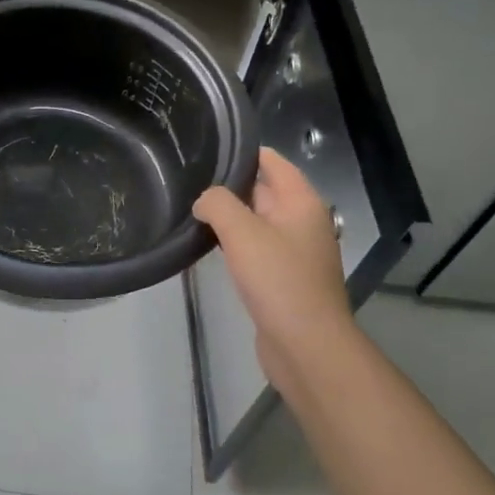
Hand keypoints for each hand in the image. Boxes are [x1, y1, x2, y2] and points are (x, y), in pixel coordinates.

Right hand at [193, 147, 356, 396]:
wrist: (305, 345)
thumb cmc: (278, 280)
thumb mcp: (242, 232)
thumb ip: (218, 204)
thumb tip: (204, 201)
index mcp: (301, 202)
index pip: (271, 161)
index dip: (241, 152)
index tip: (206, 149)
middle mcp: (302, 222)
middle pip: (263, 189)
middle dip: (229, 185)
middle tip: (188, 180)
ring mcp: (295, 251)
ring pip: (257, 221)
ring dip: (230, 217)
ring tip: (191, 210)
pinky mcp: (283, 278)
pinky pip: (256, 249)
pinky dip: (235, 244)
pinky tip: (209, 247)